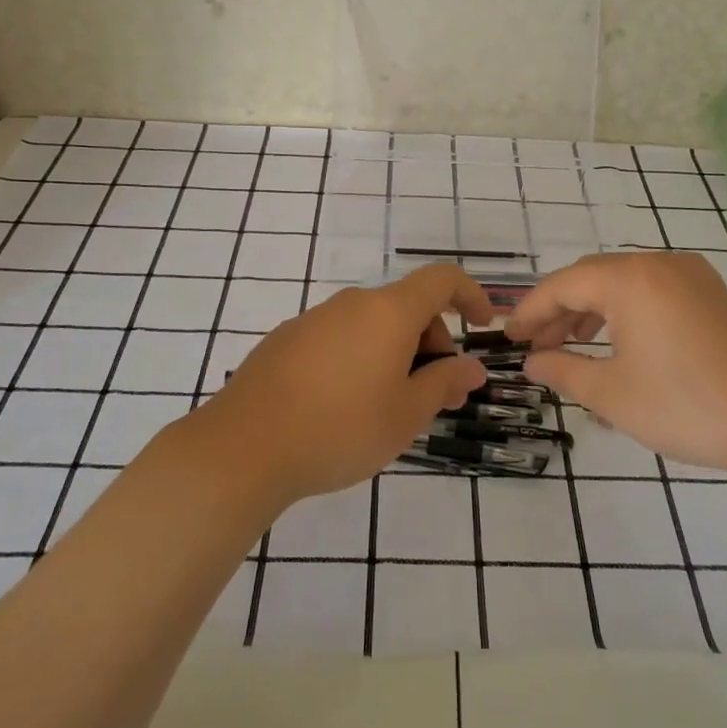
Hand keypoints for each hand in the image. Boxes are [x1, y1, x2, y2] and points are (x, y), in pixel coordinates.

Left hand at [183, 265, 493, 507]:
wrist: (243, 448)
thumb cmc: (340, 429)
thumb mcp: (405, 414)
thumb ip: (444, 383)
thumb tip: (472, 367)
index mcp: (388, 312)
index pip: (442, 279)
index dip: (470, 295)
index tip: (482, 326)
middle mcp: (351, 304)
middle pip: (407, 305)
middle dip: (432, 341)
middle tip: (431, 394)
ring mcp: (314, 319)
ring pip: (372, 324)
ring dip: (395, 353)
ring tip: (387, 407)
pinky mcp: (286, 340)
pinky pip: (340, 337)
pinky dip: (359, 357)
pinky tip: (343, 405)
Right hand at [505, 252, 726, 480]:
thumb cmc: (689, 406)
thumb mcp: (613, 394)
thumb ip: (564, 371)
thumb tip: (533, 362)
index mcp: (629, 280)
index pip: (561, 285)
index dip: (530, 311)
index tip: (508, 337)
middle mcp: (658, 264)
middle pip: (592, 278)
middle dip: (559, 310)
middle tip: (536, 346)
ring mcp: (691, 277)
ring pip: (623, 284)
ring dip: (591, 311)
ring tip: (570, 347)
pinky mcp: (713, 296)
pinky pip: (652, 292)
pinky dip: (625, 312)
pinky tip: (618, 345)